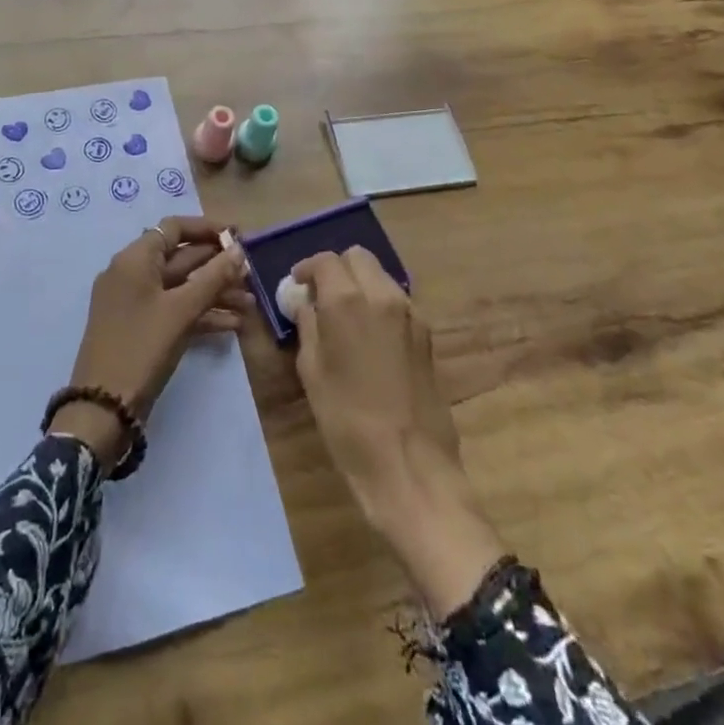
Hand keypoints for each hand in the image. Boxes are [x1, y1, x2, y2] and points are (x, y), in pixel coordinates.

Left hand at [50, 217, 250, 470]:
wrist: (103, 409)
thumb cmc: (141, 347)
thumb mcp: (181, 310)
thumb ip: (213, 278)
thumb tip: (239, 251)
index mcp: (134, 259)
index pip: (174, 228)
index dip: (207, 229)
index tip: (239, 237)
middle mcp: (132, 274)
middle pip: (180, 257)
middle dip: (217, 265)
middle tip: (252, 274)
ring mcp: (135, 303)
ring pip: (181, 287)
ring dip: (214, 292)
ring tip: (250, 303)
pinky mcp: (141, 328)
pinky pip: (175, 310)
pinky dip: (201, 314)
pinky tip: (233, 325)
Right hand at [292, 248, 503, 617]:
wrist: (411, 467)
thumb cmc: (348, 422)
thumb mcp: (312, 372)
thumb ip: (307, 326)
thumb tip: (304, 303)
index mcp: (348, 300)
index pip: (325, 260)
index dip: (307, 269)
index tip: (296, 286)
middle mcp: (383, 295)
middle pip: (358, 258)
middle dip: (336, 269)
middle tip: (320, 296)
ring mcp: (411, 313)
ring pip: (381, 276)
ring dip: (360, 284)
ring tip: (344, 317)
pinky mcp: (427, 335)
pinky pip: (397, 302)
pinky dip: (379, 304)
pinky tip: (368, 337)